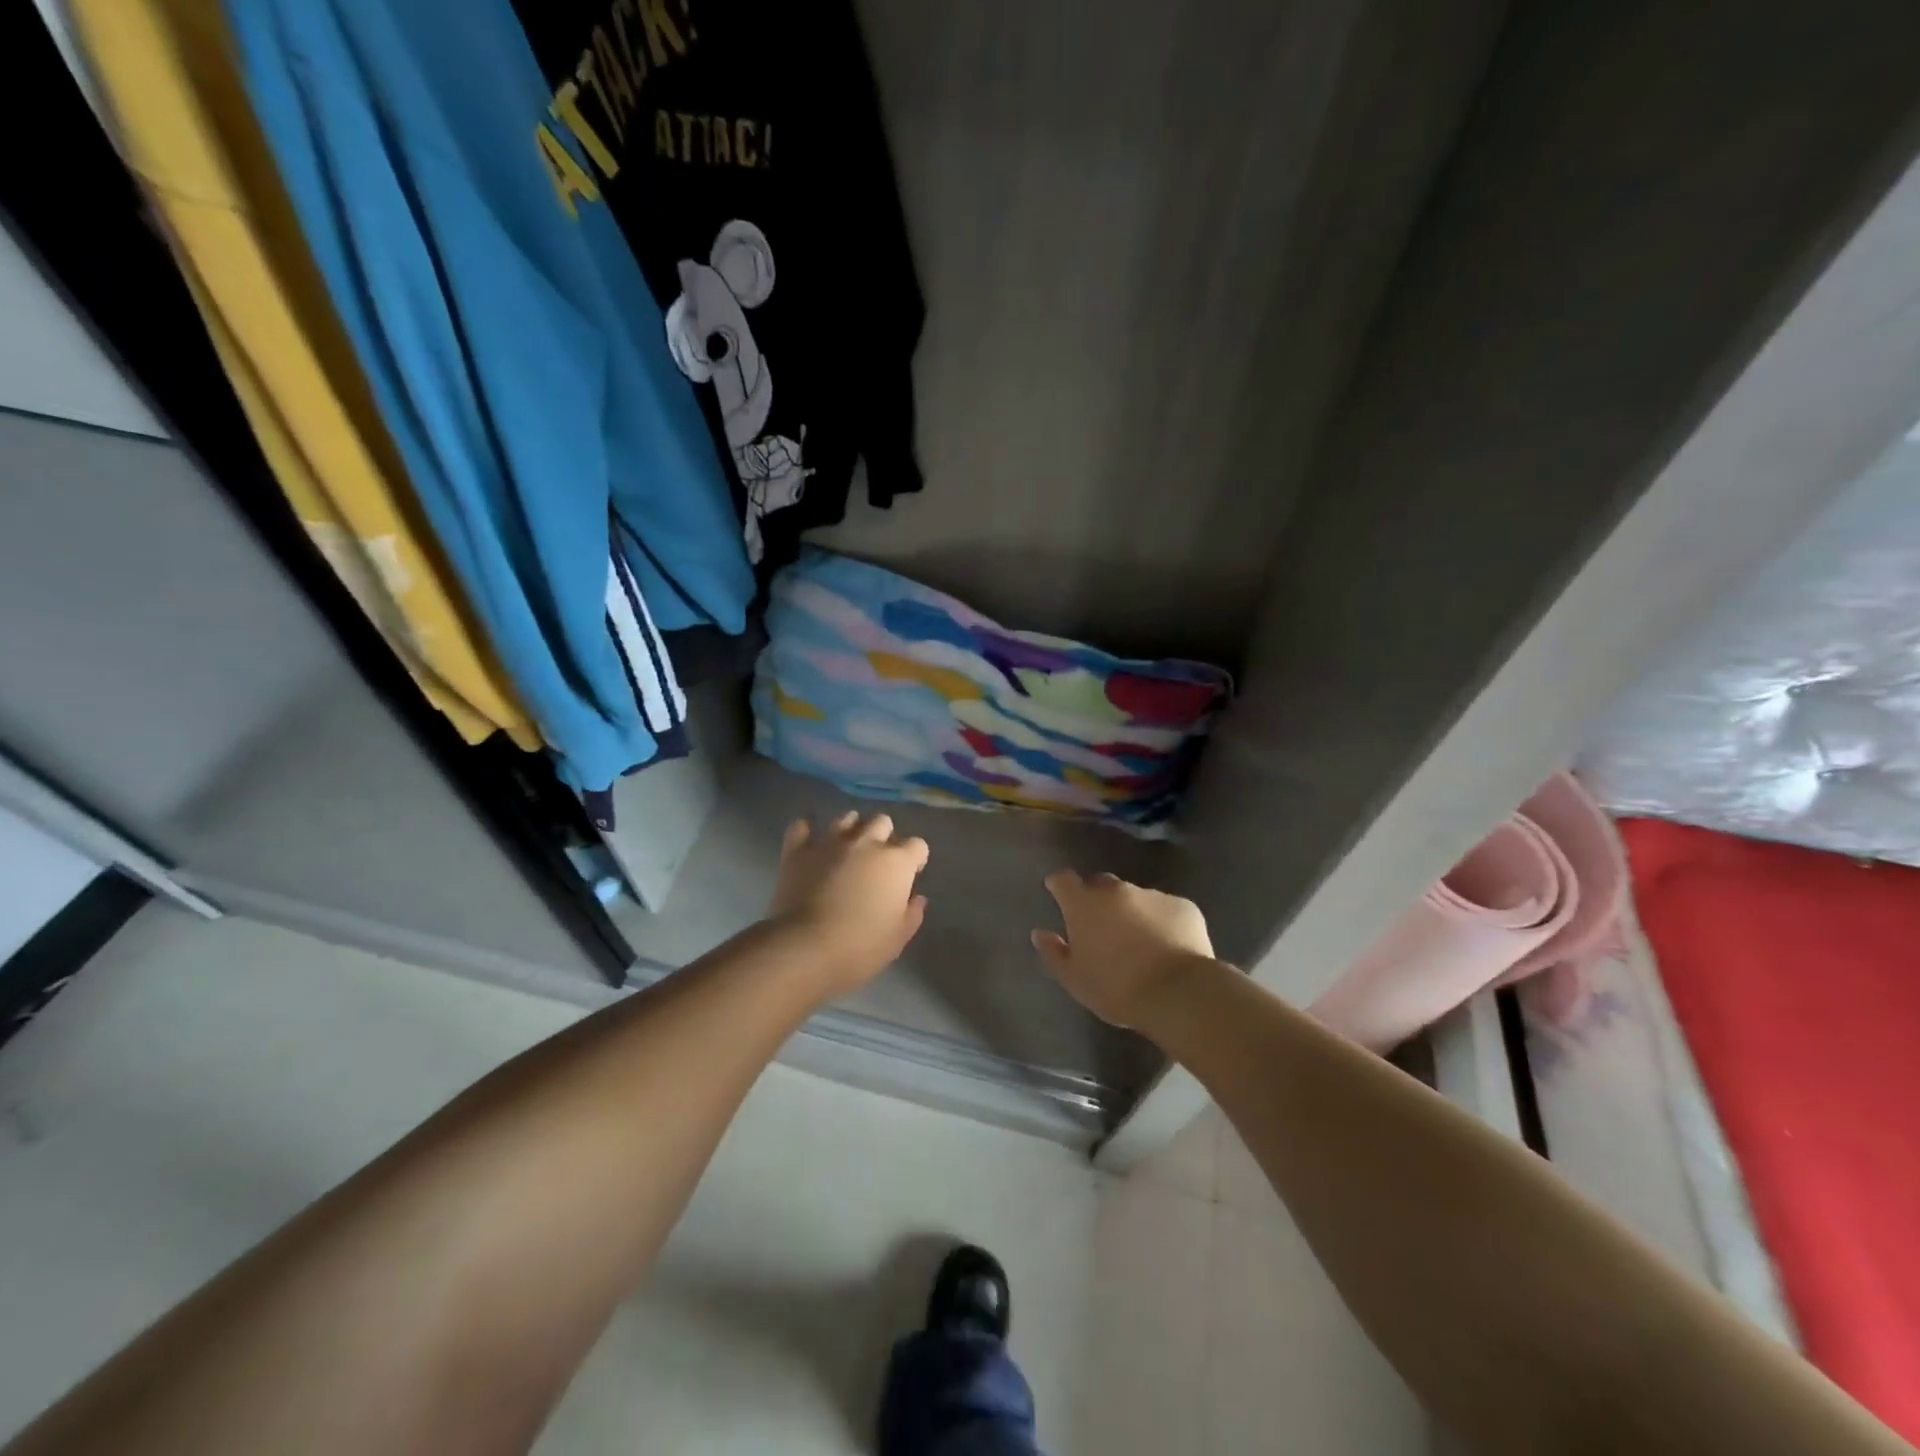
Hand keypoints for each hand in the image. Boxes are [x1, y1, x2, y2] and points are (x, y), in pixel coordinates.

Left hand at [767, 812, 928, 996]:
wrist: (805, 949)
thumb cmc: (860, 947)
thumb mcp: (897, 939)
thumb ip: (912, 914)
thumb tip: (916, 898)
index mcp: (896, 862)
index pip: (917, 846)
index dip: (915, 859)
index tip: (909, 876)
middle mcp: (866, 842)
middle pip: (882, 822)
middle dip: (884, 836)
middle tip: (877, 861)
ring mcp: (830, 843)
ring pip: (846, 818)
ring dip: (852, 829)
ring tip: (848, 848)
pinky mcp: (798, 851)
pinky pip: (801, 827)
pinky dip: (806, 831)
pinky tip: (809, 842)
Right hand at [1031, 870, 1214, 1027]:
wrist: (1178, 993)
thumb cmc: (1116, 988)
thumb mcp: (1075, 980)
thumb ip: (1054, 953)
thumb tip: (1039, 933)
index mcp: (1084, 904)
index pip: (1063, 879)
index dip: (1059, 885)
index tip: (1058, 894)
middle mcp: (1116, 891)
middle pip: (1100, 884)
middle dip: (1097, 899)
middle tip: (1101, 927)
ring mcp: (1152, 895)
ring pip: (1134, 897)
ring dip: (1131, 911)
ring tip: (1139, 942)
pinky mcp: (1183, 905)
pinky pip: (1165, 908)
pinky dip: (1161, 921)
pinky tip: (1167, 946)